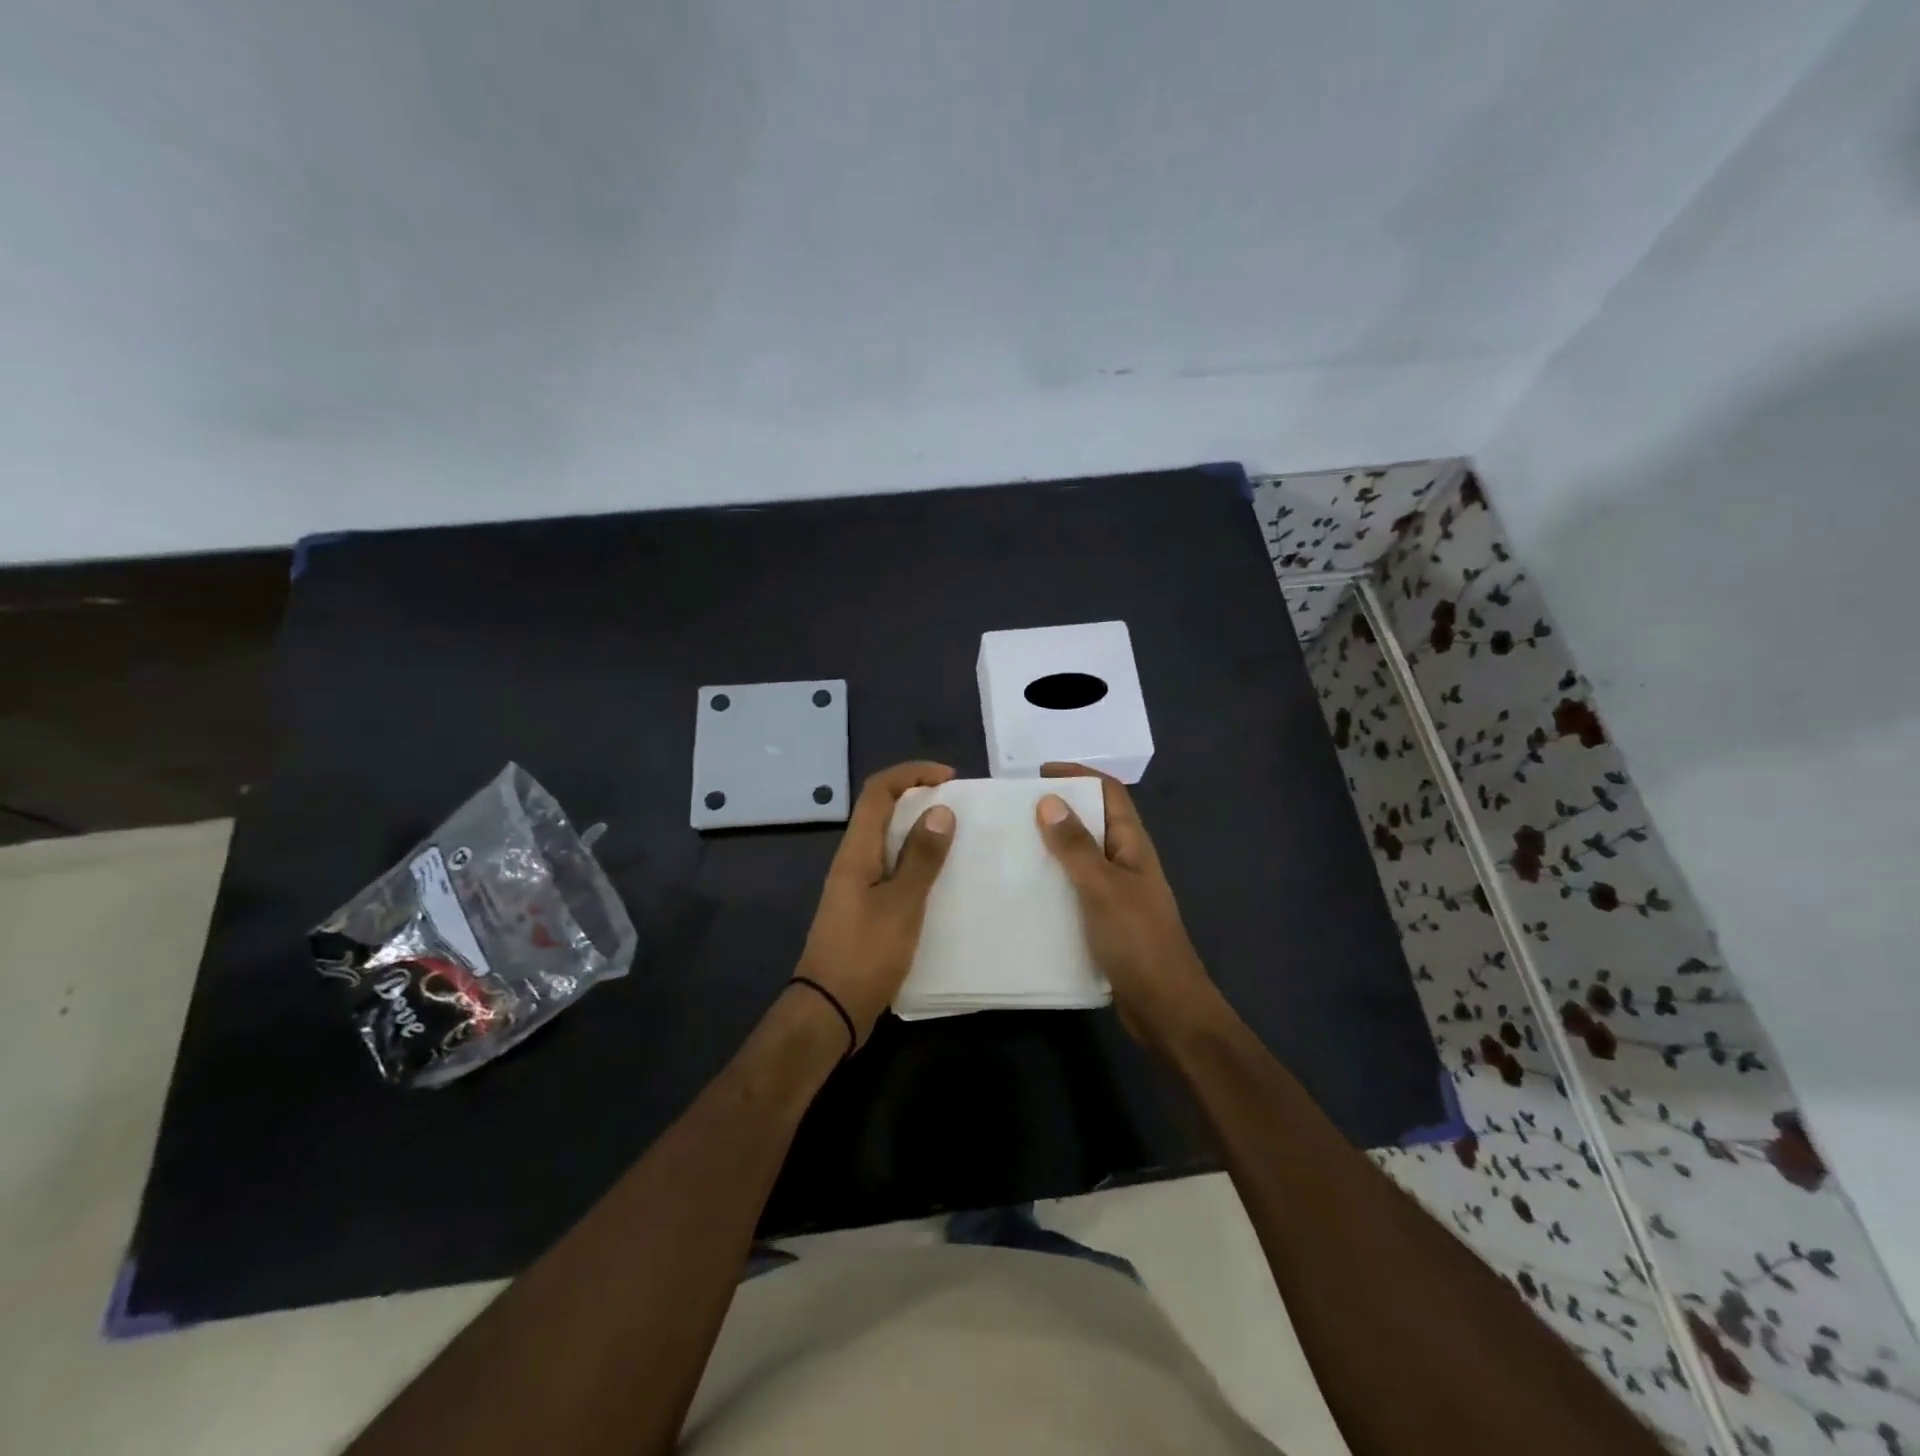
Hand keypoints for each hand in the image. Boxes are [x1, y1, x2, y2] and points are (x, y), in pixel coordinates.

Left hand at [795, 761, 957, 1048]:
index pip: (878, 791)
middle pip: (882, 811)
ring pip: (889, 840)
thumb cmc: (865, 955)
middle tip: (960, 807)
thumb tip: (941, 810)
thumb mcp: (901, 905)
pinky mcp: (865, 908)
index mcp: (857, 851)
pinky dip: (917, 861)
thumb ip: (921, 858)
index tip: (950, 778)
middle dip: (919, 798)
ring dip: (920, 831)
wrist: (829, 1011)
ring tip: (958, 838)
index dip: (911, 773)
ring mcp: (857, 885)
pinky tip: (941, 880)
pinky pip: (893, 869)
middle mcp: (853, 860)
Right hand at [1035, 763, 1223, 1047]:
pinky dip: (1052, 880)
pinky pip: (1074, 888)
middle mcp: (1126, 862)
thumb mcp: (1102, 888)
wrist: (1165, 1007)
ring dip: (1052, 846)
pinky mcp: (1104, 920)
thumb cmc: (1137, 941)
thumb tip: (1048, 799)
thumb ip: (1076, 846)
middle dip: (1059, 808)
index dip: (1079, 775)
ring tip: (1011, 845)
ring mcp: (1116, 892)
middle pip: (1093, 821)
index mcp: (1133, 845)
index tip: (1039, 773)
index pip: (1109, 793)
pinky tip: (1024, 890)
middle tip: (1014, 810)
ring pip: (1081, 856)